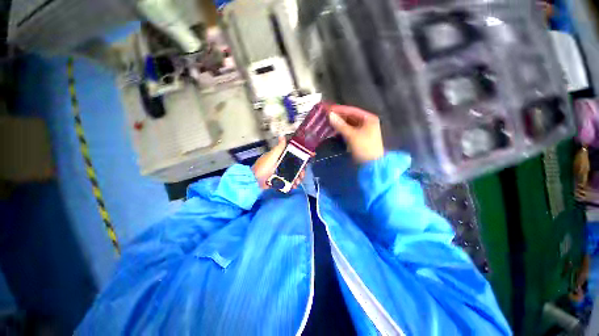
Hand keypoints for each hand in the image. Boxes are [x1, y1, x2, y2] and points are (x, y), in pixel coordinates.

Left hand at [252, 137, 305, 189]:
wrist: (254, 180)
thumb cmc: (263, 167)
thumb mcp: (271, 156)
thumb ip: (278, 148)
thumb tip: (282, 137)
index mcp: (281, 157)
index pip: (293, 157)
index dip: (300, 160)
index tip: (306, 163)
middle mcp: (282, 165)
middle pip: (294, 167)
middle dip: (300, 172)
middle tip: (301, 176)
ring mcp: (280, 173)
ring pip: (292, 175)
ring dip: (296, 179)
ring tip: (297, 183)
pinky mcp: (279, 181)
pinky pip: (287, 182)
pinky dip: (291, 184)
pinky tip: (293, 186)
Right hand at [328, 105, 384, 163]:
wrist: (371, 164)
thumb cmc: (364, 147)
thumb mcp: (352, 135)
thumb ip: (340, 125)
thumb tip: (330, 115)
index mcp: (368, 118)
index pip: (352, 110)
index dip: (339, 109)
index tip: (328, 108)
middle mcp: (366, 122)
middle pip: (350, 117)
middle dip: (338, 116)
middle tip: (326, 115)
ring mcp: (362, 130)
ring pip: (348, 124)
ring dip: (339, 123)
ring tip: (327, 121)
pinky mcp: (358, 137)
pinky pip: (348, 130)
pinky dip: (341, 130)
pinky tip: (333, 129)